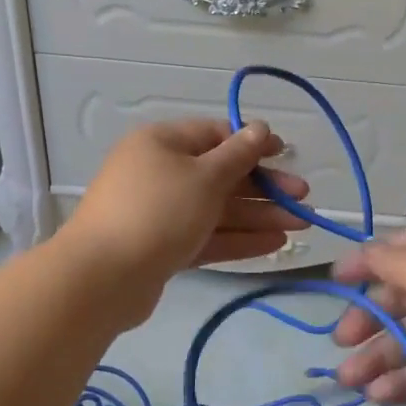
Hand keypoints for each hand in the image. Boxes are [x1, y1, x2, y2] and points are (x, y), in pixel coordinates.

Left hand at [61, 118, 309, 321]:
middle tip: (303, 199)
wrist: (103, 277)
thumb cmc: (158, 211)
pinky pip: (206, 236)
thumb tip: (260, 128)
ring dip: (258, 216)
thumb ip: (238, 154)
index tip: (287, 155)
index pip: (215, 135)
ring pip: (216, 209)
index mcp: (162, 143)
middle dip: (263, 187)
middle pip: (220, 175)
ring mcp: (160, 213)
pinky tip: (274, 245)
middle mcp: (160, 173)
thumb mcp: (204, 177)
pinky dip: (238, 239)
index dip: (253, 144)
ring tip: (300, 226)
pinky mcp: (162, 247)